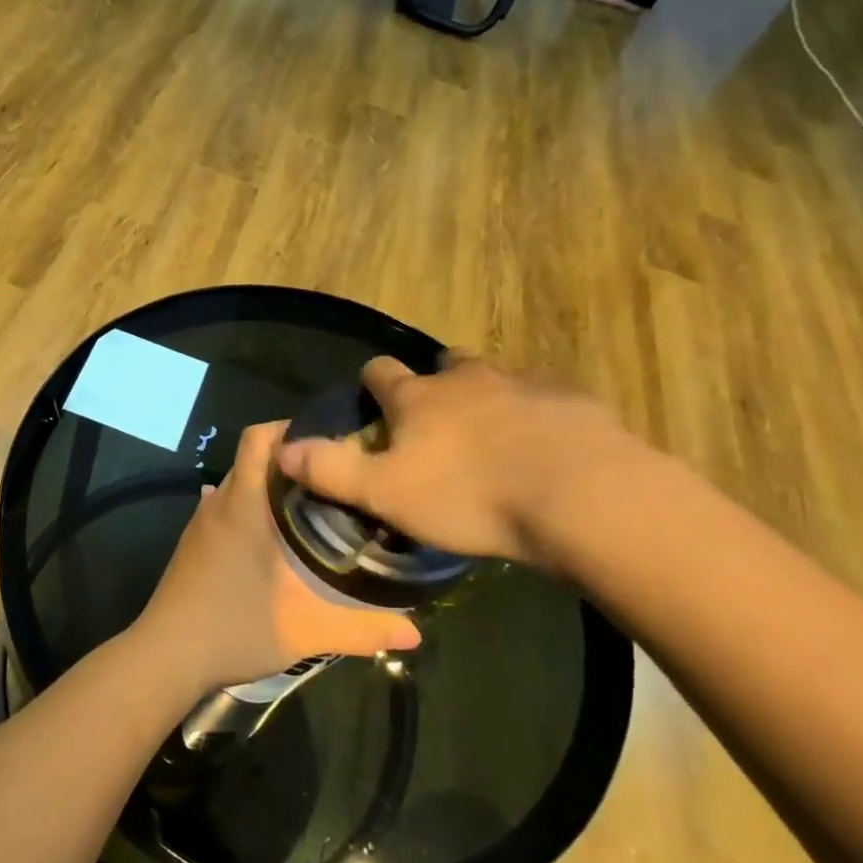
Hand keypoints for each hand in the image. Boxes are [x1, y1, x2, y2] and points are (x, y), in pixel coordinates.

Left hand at [135, 422, 421, 695]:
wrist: (166, 656)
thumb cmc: (234, 628)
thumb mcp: (305, 630)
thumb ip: (362, 628)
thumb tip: (416, 631)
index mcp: (244, 503)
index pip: (260, 438)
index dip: (292, 429)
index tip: (332, 442)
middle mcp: (219, 501)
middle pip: (254, 457)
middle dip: (293, 460)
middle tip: (336, 479)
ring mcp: (202, 522)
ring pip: (239, 483)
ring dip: (270, 486)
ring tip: (313, 506)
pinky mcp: (193, 543)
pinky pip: (227, 508)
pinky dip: (252, 509)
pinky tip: (276, 539)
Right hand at [275, 354, 636, 568]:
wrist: (581, 496)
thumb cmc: (470, 496)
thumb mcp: (386, 493)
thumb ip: (331, 470)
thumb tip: (281, 449)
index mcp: (418, 397)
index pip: (379, 372)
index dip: (371, 383)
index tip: (371, 400)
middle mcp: (467, 378)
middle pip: (442, 366)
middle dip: (435, 385)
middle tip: (437, 424)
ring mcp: (523, 382)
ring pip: (495, 379)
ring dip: (487, 399)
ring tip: (492, 438)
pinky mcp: (571, 400)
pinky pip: (544, 399)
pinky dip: (535, 415)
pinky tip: (543, 448)